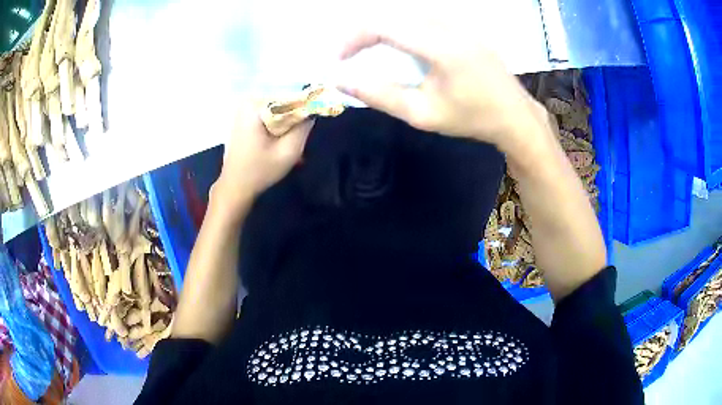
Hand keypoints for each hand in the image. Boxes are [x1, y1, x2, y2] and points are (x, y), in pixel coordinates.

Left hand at [212, 101, 313, 218]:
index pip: (291, 96)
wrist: (235, 186)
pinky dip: (276, 124)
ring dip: (286, 122)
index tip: (310, 125)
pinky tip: (276, 141)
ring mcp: (243, 107)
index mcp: (255, 105)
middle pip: (283, 101)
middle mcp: (247, 100)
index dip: (305, 109)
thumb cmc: (260, 171)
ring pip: (277, 108)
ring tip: (286, 142)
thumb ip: (304, 128)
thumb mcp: (289, 152)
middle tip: (297, 138)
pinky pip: (267, 113)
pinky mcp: (242, 116)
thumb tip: (314, 110)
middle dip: (294, 118)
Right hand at [337, 20, 547, 152]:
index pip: (383, 26)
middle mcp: (449, 26)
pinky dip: (401, 26)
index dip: (353, 38)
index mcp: (441, 46)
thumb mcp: (423, 114)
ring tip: (367, 49)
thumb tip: (340, 81)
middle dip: (363, 32)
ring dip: (381, 27)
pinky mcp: (464, 26)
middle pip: (392, 15)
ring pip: (407, 13)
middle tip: (348, 55)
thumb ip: (380, 95)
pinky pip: (423, 17)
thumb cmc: (472, 118)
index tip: (338, 59)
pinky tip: (398, 43)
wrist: (515, 115)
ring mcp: (459, 23)